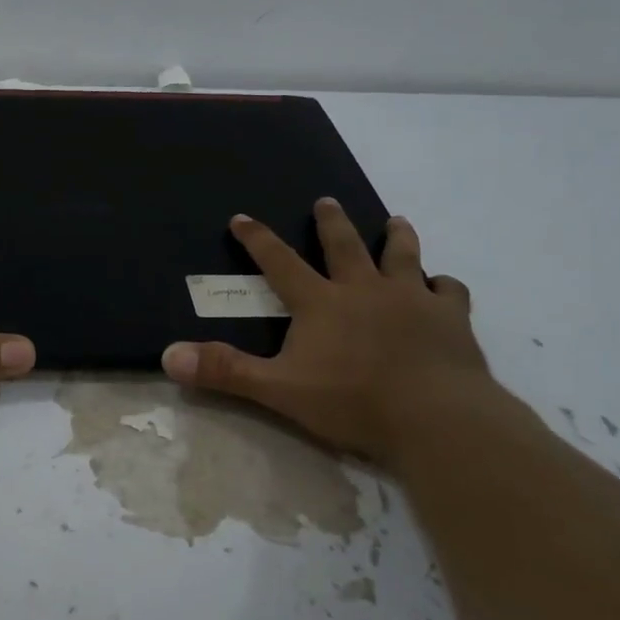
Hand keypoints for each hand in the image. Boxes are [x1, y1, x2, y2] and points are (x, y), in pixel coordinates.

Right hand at [161, 199, 494, 467]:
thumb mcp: (277, 389)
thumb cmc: (352, 401)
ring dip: (396, 237)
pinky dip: (443, 285)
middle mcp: (364, 289)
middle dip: (331, 222)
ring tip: (396, 221)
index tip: (242, 217)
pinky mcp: (451, 319)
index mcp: (320, 302)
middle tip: (326, 201)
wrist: (437, 418)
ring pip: (403, 256)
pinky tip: (442, 286)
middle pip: (345, 245)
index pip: (279, 261)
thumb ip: (224, 371)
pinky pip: (449, 291)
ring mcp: (412, 299)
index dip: (257, 239)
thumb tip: (168, 356)